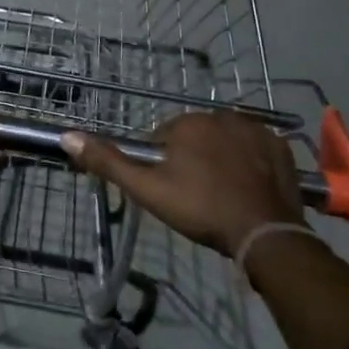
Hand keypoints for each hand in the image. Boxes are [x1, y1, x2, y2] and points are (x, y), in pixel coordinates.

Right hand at [60, 111, 304, 255]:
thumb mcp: (147, 189)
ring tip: (222, 193)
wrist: (264, 232)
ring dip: (219, 158)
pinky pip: (255, 148)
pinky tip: (247, 186)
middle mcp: (222, 116)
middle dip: (191, 158)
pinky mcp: (280, 146)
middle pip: (195, 136)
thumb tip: (67, 136)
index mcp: (188, 123)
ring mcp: (256, 129)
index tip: (169, 189)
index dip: (161, 164)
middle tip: (194, 195)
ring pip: (225, 140)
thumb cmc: (200, 208)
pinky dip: (249, 162)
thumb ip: (108, 162)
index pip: (163, 137)